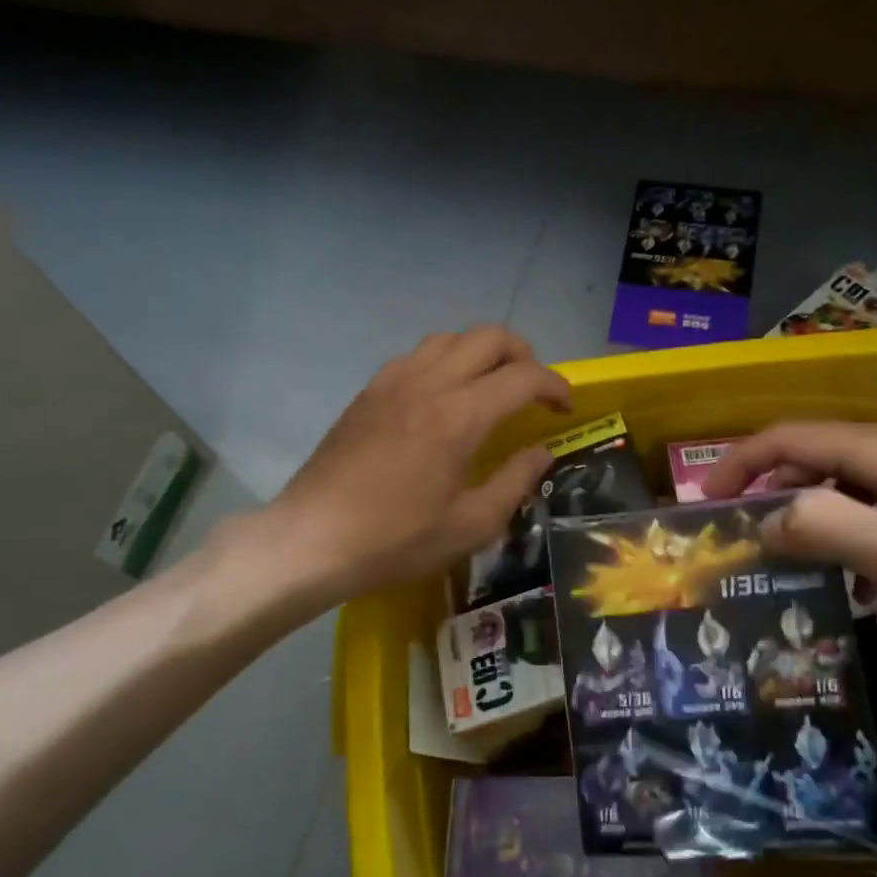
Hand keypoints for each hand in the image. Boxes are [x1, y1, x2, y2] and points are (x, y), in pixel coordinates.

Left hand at [258, 326, 571, 605]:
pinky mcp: (369, 390)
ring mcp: (394, 381)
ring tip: (491, 385)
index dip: (555, 385)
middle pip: (489, 337)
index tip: (565, 407)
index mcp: (459, 416)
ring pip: (450, 338)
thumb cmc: (396, 540)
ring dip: (482, 352)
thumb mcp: (471, 525)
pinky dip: (445, 360)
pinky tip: (443, 395)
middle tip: (532, 389)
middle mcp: (429, 383)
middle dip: (523, 354)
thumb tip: (542, 452)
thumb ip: (516, 481)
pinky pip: (417, 354)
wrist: (312, 540)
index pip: (523, 376)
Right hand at [701, 421, 876, 678]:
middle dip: (769, 488)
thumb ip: (819, 527)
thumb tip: (764, 519)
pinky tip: (853, 576)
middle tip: (738, 533)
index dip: (740, 463)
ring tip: (784, 556)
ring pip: (846, 484)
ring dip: (808, 512)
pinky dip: (848, 531)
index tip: (705, 500)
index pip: (790, 437)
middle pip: (816, 455)